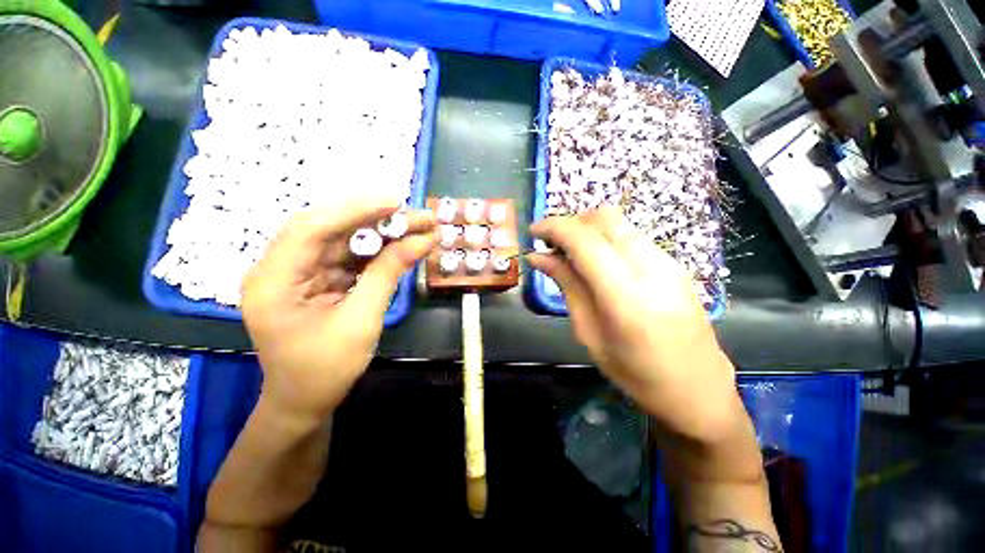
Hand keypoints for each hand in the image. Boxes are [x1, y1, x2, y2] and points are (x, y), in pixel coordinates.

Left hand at [242, 197, 436, 423]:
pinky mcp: (316, 278)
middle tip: (412, 213)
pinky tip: (401, 244)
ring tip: (415, 226)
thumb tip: (421, 240)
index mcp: (273, 281)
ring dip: (380, 232)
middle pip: (328, 228)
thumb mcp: (361, 321)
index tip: (395, 202)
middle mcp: (280, 268)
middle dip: (373, 218)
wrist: (305, 401)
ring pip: (342, 239)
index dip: (355, 210)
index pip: (311, 229)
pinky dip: (377, 250)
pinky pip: (348, 256)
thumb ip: (387, 275)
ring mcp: (299, 272)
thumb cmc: (325, 370)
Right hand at [529, 207, 740, 441]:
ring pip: (619, 223)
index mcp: (625, 296)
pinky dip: (606, 238)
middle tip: (552, 243)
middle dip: (572, 222)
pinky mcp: (675, 264)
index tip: (533, 231)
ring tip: (570, 253)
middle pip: (605, 218)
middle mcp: (651, 268)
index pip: (584, 240)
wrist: (698, 388)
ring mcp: (668, 262)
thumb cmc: (635, 373)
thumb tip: (539, 258)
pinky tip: (596, 261)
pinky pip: (632, 236)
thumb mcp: (589, 333)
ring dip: (588, 228)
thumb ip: (567, 285)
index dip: (554, 227)